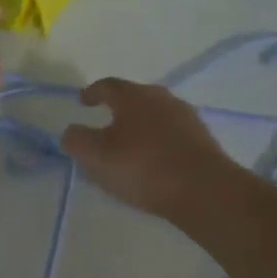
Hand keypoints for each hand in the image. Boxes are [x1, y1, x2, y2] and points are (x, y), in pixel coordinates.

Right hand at [61, 79, 229, 221]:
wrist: (204, 191)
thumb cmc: (142, 167)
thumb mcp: (95, 156)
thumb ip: (76, 140)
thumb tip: (72, 131)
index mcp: (134, 96)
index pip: (108, 86)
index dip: (92, 92)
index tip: (82, 101)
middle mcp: (162, 99)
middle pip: (135, 99)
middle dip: (118, 110)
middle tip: (104, 126)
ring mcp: (187, 119)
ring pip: (155, 117)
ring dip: (139, 128)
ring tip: (127, 148)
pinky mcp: (203, 141)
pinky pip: (171, 136)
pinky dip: (157, 143)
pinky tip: (151, 162)